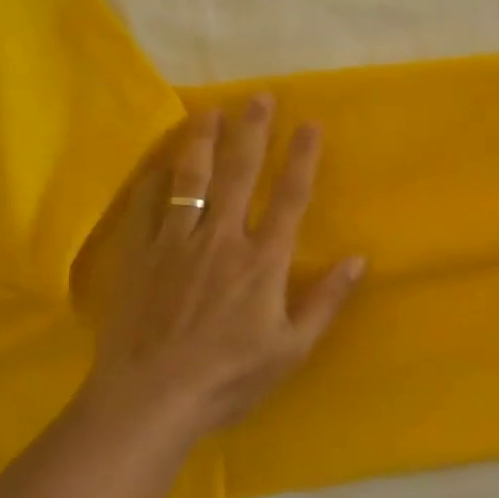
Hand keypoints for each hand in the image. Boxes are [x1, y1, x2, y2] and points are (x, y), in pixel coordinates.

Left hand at [85, 95, 364, 438]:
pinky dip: (155, 179)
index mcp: (263, 261)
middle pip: (240, 174)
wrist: (148, 400)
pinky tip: (159, 161)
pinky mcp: (140, 255)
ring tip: (209, 112)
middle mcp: (222, 239)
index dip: (302, 158)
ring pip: (192, 179)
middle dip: (252, 132)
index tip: (309, 123)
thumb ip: (325, 301)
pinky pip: (148, 206)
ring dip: (203, 142)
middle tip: (258, 97)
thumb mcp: (291, 350)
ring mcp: (177, 243)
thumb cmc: (228, 379)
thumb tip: (358, 259)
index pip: (289, 197)